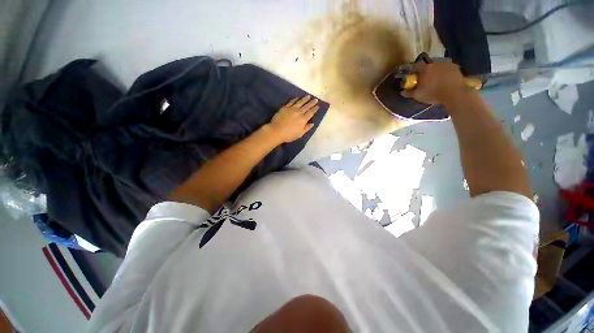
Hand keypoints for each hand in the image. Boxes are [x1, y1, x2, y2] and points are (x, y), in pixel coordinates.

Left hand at [268, 96, 318, 143]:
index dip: (314, 109)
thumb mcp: (300, 134)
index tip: (317, 106)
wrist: (277, 131)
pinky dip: (295, 99)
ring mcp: (291, 109)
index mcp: (303, 119)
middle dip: (312, 102)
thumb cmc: (289, 135)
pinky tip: (297, 98)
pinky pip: (291, 102)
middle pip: (307, 106)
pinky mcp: (285, 107)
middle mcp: (299, 112)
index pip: (311, 113)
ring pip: (300, 102)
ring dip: (305, 99)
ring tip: (308, 96)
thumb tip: (312, 123)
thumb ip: (306, 128)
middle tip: (315, 99)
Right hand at [401, 62, 468, 104]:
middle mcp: (435, 63)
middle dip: (426, 72)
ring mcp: (447, 64)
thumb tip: (402, 92)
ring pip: (438, 67)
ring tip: (436, 81)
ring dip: (436, 72)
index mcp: (425, 69)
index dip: (414, 70)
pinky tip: (445, 81)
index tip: (413, 75)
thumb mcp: (418, 95)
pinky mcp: (456, 68)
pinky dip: (445, 74)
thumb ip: (409, 93)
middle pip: (428, 66)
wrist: (454, 93)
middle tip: (425, 80)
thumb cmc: (433, 93)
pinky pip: (447, 69)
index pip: (416, 65)